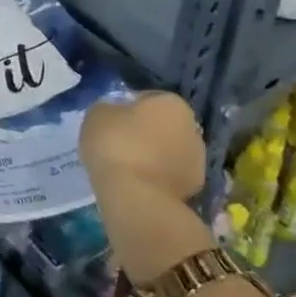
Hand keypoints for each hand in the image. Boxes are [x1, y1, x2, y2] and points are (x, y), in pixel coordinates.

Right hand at [79, 92, 216, 281]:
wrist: (136, 197)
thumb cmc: (115, 144)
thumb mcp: (97, 115)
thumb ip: (109, 109)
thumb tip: (116, 114)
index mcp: (172, 102)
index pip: (146, 98)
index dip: (126, 109)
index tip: (110, 122)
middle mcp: (192, 127)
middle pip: (162, 125)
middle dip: (144, 133)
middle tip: (118, 144)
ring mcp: (198, 161)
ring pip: (168, 152)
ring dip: (152, 157)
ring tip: (125, 168)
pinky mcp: (195, 189)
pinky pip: (168, 176)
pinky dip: (155, 178)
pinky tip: (135, 184)